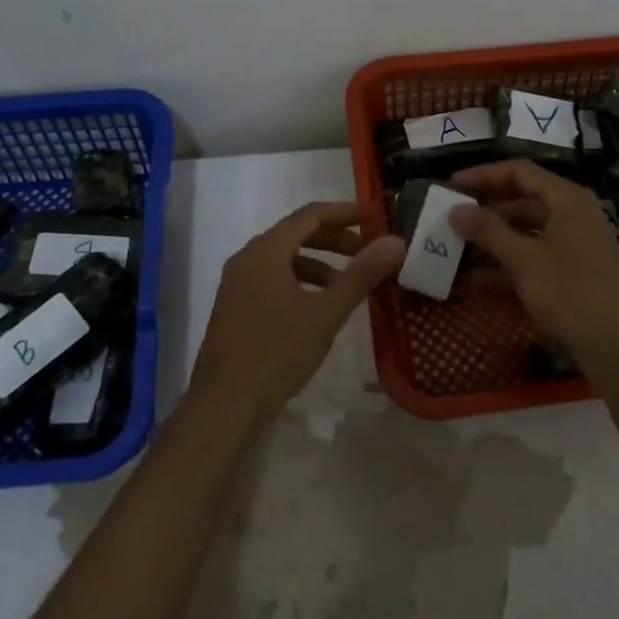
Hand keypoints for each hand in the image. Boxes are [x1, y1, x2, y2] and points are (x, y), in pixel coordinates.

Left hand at [190, 201, 404, 417]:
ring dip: (318, 263)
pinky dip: (300, 281)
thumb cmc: (277, 353)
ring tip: (346, 285)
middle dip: (333, 240)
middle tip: (366, 252)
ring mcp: (237, 284)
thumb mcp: (326, 313)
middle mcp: (247, 259)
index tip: (374, 217)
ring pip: (284, 258)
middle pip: (295, 234)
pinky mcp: (235, 307)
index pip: (310, 215)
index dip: (344, 213)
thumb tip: (395, 241)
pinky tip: (317, 307)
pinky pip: (272, 278)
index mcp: (265, 251)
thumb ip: (361, 274)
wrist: (223, 405)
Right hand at [449, 160, 618, 389]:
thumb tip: (455, 210)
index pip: (519, 172)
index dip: (483, 175)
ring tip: (451, 249)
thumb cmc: (572, 294)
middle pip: (520, 201)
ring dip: (489, 241)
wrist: (618, 348)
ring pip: (522, 233)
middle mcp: (570, 216)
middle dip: (483, 211)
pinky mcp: (567, 274)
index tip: (450, 185)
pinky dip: (503, 265)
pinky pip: (529, 258)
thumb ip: (489, 232)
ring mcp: (570, 246)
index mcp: (567, 201)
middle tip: (447, 218)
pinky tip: (470, 280)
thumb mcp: (525, 261)